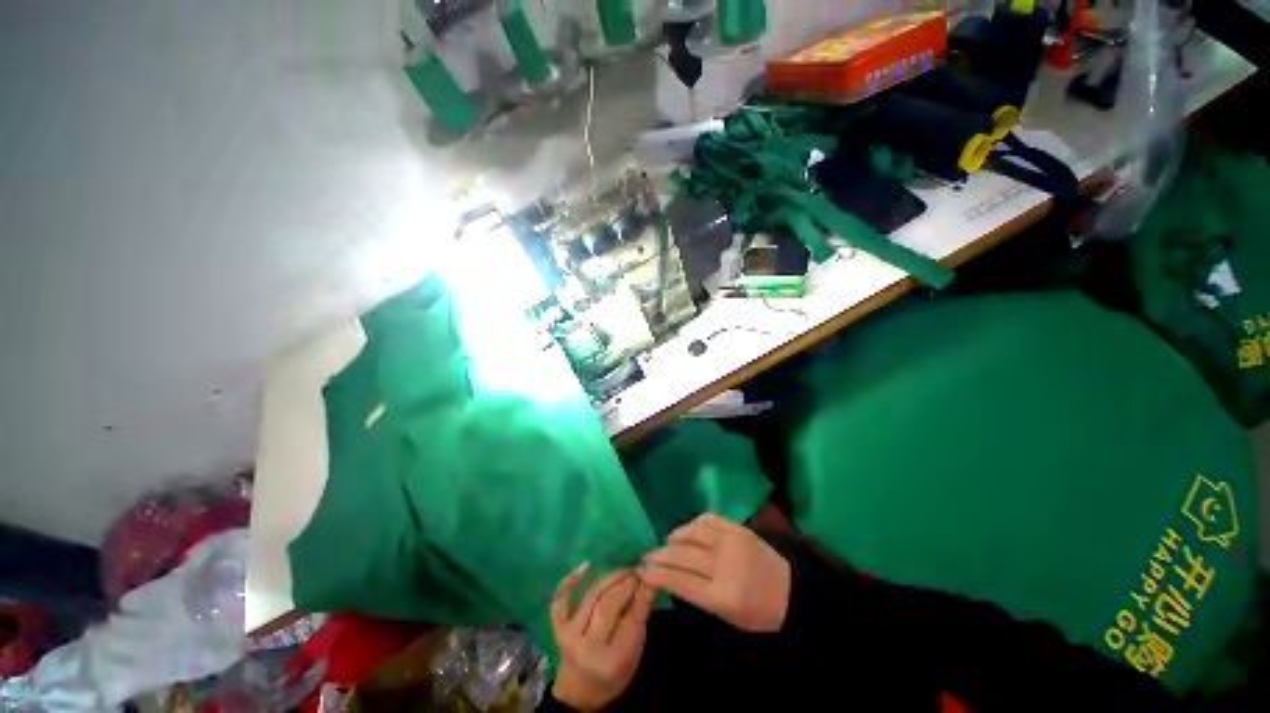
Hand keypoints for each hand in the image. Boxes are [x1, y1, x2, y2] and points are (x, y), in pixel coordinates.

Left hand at [550, 564, 655, 710]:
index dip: (643, 593)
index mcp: (611, 661)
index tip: (652, 575)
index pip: (631, 619)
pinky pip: (560, 600)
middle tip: (640, 571)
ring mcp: (569, 635)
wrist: (579, 694)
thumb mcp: (633, 655)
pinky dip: (569, 581)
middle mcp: (587, 646)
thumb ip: (640, 620)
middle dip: (627, 583)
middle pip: (609, 604)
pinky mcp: (557, 628)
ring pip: (592, 596)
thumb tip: (648, 584)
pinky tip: (585, 565)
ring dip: (611, 578)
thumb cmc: (612, 677)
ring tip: (625, 569)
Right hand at [640, 514, 790, 632]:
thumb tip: (671, 577)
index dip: (658, 575)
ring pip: (692, 533)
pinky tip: (687, 531)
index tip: (642, 571)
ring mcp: (731, 542)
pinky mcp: (738, 528)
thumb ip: (698, 596)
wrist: (792, 591)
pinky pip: (708, 520)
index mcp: (722, 596)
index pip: (680, 582)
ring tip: (666, 543)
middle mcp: (724, 565)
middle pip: (682, 556)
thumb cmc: (758, 613)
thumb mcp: (727, 617)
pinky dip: (693, 525)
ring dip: (674, 537)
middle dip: (660, 556)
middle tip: (647, 556)